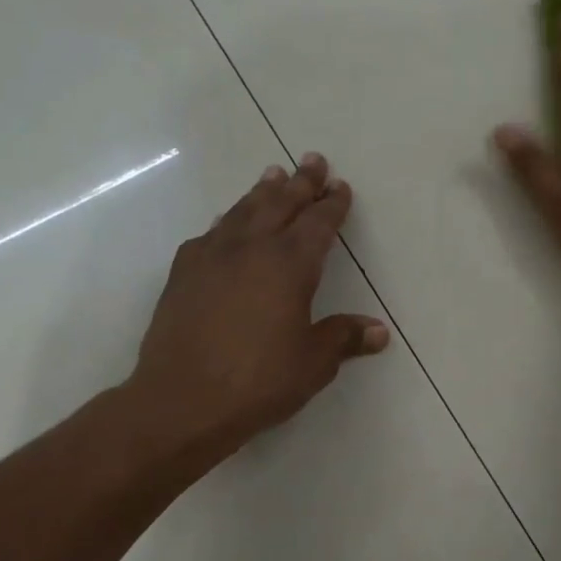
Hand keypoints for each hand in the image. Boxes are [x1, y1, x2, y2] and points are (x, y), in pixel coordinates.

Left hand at [124, 153, 387, 465]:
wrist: (182, 400)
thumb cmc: (259, 381)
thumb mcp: (313, 363)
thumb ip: (344, 338)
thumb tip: (378, 331)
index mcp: (289, 265)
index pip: (317, 224)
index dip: (331, 204)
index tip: (340, 187)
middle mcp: (251, 249)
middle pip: (279, 204)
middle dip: (300, 182)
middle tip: (312, 160)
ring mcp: (211, 257)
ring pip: (242, 211)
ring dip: (262, 192)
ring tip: (272, 175)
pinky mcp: (183, 273)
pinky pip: (212, 233)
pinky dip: (228, 221)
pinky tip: (227, 225)